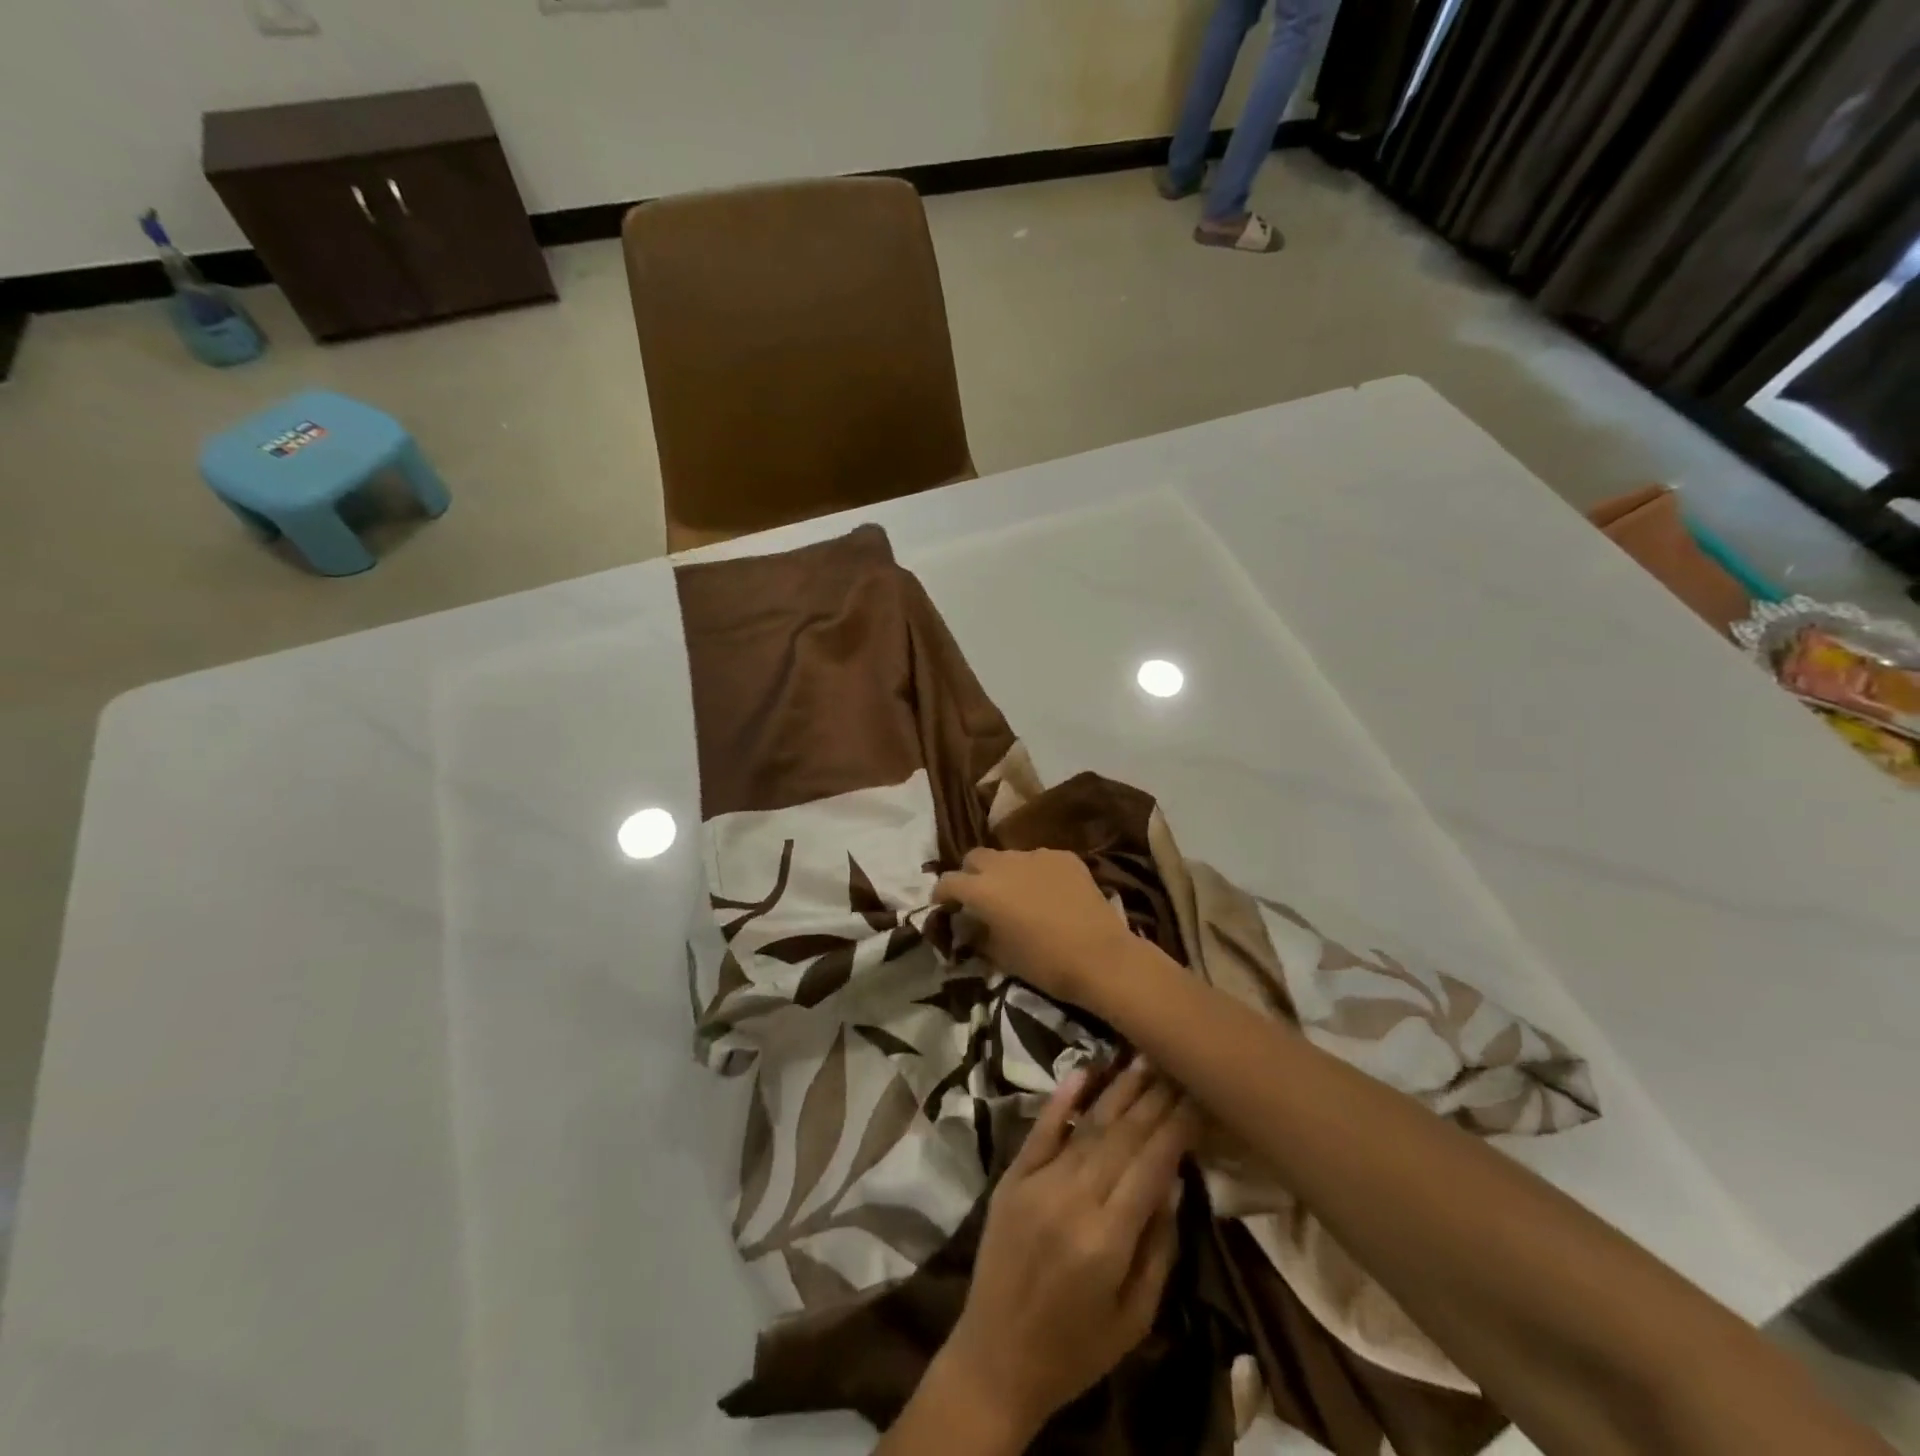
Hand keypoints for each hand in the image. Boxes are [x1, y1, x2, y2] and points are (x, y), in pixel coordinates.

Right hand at [934, 848, 1134, 1008]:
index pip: (948, 881)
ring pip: (1009, 856)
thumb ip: (979, 934)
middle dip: (971, 874)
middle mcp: (1005, 864)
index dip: (942, 893)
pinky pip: (1039, 859)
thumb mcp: (1001, 956)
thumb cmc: (1045, 963)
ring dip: (1004, 872)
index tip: (944, 906)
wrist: (1100, 956)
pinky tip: (1048, 893)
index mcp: (982, 890)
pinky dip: (1035, 872)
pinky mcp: (1065, 857)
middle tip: (978, 896)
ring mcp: (1037, 856)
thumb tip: (972, 925)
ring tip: (1016, 894)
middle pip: (976, 857)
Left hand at [935, 1059, 1193, 1439]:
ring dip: (1118, 1090)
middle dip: (1154, 1098)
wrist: (995, 1358)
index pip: (1151, 1165)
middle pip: (1122, 1136)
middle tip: (1178, 1063)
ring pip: (1087, 1126)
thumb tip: (1173, 1179)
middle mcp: (1072, 1199)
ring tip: (1144, 1057)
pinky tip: (1084, 1071)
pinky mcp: (1012, 1177)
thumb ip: (1157, 1247)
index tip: (1199, 1095)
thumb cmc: (1076, 1350)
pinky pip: (1040, 1130)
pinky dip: (1062, 1099)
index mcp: (1107, 1240)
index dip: (1177, 1126)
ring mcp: (1038, 1183)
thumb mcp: (1135, 1318)